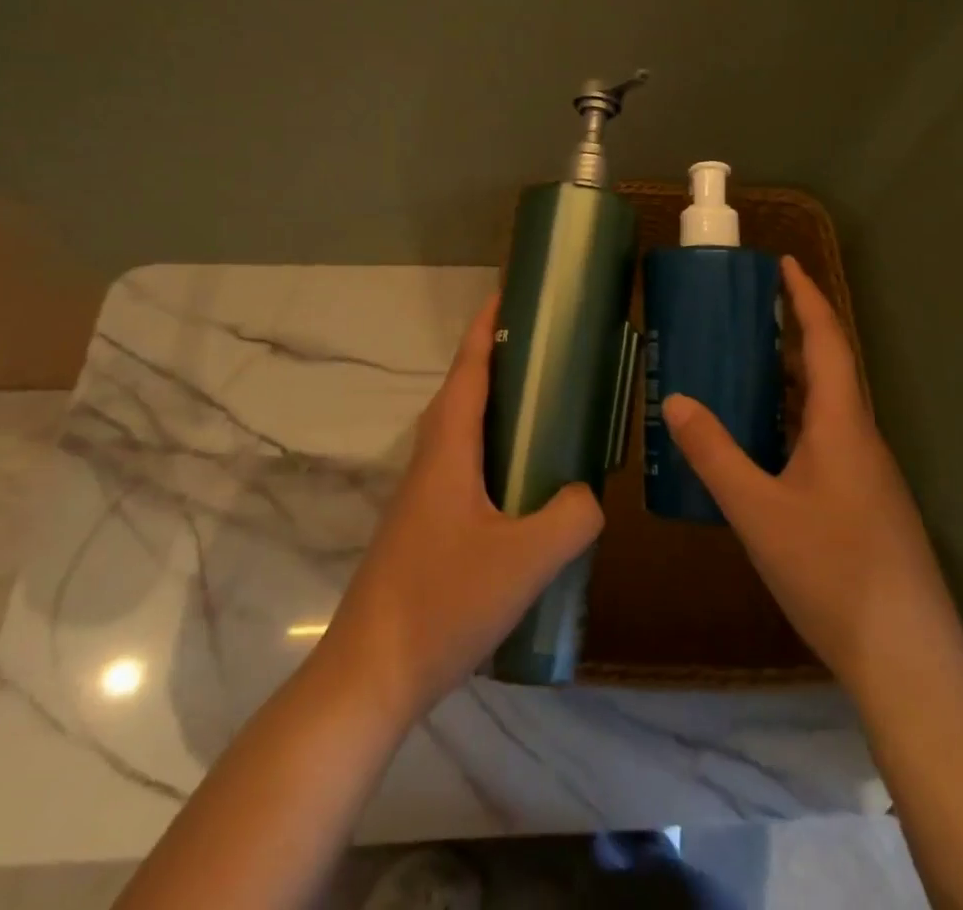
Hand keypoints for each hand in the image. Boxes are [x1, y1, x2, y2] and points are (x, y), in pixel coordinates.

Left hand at [318, 295, 605, 721]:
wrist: (373, 672)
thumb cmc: (443, 602)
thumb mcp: (526, 559)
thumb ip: (571, 516)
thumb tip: (589, 492)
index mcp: (449, 448)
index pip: (470, 369)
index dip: (488, 326)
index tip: (510, 291)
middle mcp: (432, 458)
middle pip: (464, 390)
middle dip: (498, 357)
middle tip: (547, 346)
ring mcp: (424, 492)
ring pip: (462, 428)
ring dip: (495, 403)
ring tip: (543, 402)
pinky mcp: (426, 522)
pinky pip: (464, 462)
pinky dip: (493, 445)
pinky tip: (523, 477)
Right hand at [662, 257, 962, 693]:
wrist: (908, 660)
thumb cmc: (833, 572)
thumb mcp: (758, 512)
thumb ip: (715, 454)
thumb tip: (675, 400)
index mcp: (843, 426)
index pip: (827, 342)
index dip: (806, 299)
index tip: (783, 264)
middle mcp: (860, 440)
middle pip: (828, 370)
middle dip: (790, 335)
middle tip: (744, 316)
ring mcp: (866, 476)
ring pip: (825, 409)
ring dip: (789, 381)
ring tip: (742, 369)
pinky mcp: (863, 505)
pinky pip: (823, 442)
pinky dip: (791, 423)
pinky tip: (761, 446)